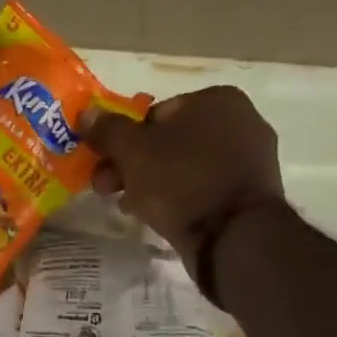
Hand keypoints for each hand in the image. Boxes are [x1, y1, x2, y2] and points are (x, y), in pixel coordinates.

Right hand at [83, 86, 286, 270]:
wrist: (233, 237)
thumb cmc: (182, 181)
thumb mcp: (133, 151)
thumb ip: (108, 129)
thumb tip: (86, 113)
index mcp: (217, 100)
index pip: (155, 113)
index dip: (123, 139)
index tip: (104, 163)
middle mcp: (241, 122)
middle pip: (169, 141)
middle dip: (133, 165)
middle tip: (105, 188)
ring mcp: (250, 160)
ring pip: (184, 167)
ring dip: (151, 182)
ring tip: (127, 207)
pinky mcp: (249, 194)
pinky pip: (203, 188)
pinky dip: (179, 197)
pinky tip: (156, 216)